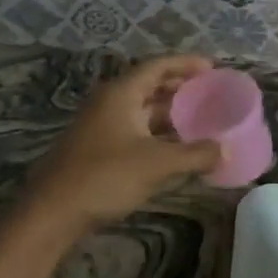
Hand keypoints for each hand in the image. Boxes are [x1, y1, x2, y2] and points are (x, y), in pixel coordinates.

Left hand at [21, 56, 223, 237]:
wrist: (52, 213)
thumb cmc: (105, 176)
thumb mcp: (157, 164)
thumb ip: (194, 154)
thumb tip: (224, 151)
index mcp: (121, 93)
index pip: (158, 66)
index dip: (186, 64)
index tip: (212, 68)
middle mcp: (109, 102)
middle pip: (149, 85)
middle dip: (179, 88)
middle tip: (209, 94)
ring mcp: (100, 126)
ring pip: (141, 110)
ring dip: (168, 113)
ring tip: (199, 120)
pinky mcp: (96, 149)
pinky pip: (134, 130)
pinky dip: (156, 133)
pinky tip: (174, 149)